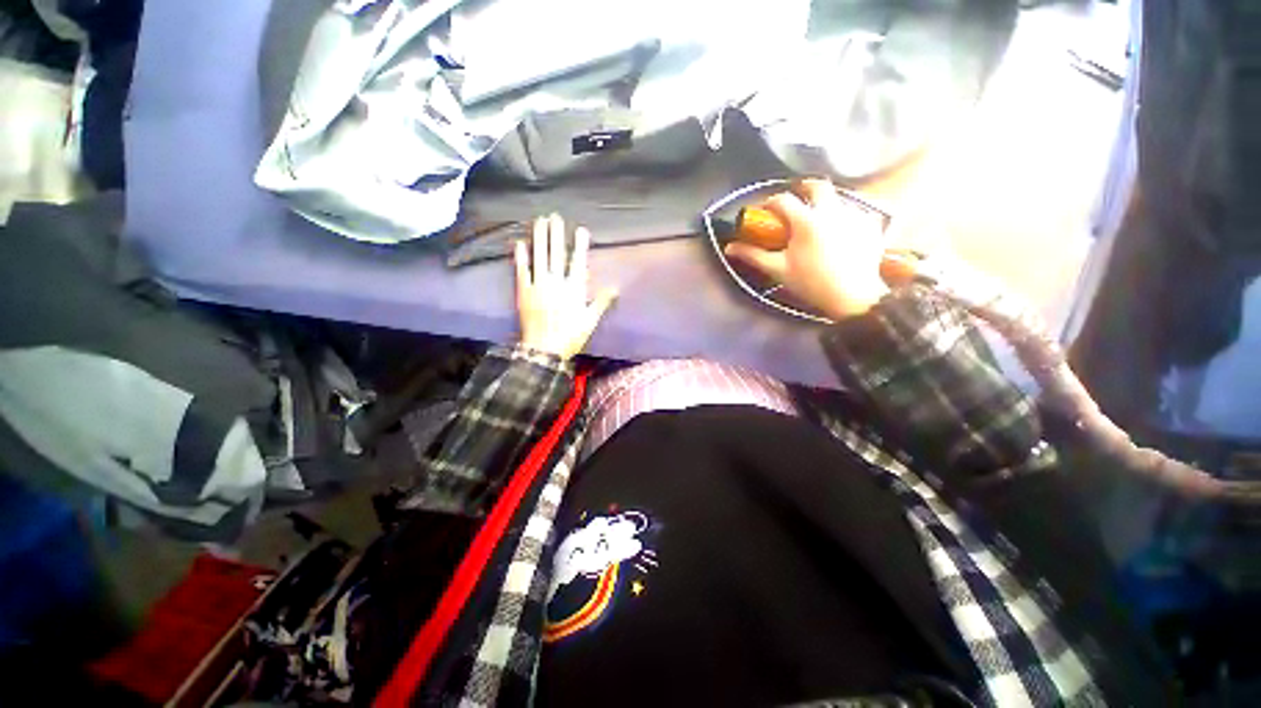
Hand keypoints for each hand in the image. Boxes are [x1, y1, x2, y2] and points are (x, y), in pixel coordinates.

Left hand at [515, 214, 617, 360]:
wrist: (544, 349)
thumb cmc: (570, 336)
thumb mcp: (590, 321)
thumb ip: (601, 303)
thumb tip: (614, 288)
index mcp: (574, 290)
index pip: (578, 263)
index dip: (580, 245)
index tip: (581, 230)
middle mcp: (556, 283)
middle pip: (556, 254)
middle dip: (556, 234)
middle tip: (555, 216)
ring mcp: (538, 286)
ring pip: (539, 257)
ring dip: (539, 238)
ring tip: (539, 221)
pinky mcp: (524, 291)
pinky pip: (522, 271)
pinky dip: (521, 257)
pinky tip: (520, 243)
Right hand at [724, 179, 889, 320]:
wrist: (852, 297)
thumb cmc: (810, 283)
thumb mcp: (778, 269)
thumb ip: (753, 255)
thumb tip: (730, 248)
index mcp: (807, 220)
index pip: (783, 200)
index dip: (770, 203)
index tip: (764, 212)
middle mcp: (832, 210)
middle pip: (817, 185)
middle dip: (803, 189)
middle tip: (795, 202)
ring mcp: (855, 215)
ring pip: (838, 198)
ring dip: (824, 204)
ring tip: (817, 223)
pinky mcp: (870, 225)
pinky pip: (856, 212)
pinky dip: (844, 218)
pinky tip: (840, 233)